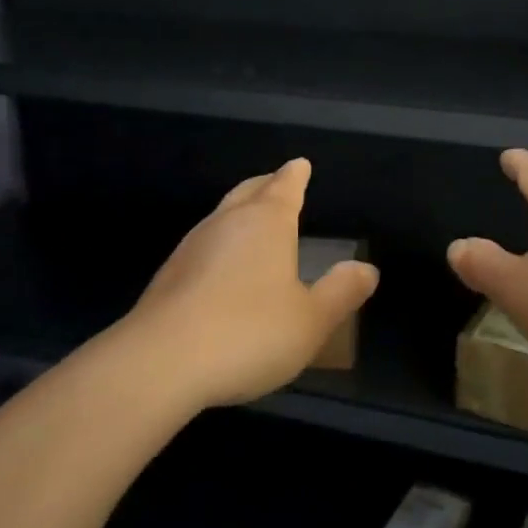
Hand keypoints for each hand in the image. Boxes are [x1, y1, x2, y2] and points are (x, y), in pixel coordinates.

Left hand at [124, 158, 379, 408]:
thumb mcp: (310, 320)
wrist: (160, 363)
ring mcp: (192, 246)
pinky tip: (222, 267)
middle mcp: (227, 223)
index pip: (284, 186)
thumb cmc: (248, 333)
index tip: (300, 164)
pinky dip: (220, 244)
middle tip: (277, 182)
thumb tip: (367, 269)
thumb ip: (341, 292)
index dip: (295, 175)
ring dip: (240, 212)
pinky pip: (204, 245)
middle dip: (266, 185)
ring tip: (252, 220)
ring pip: (222, 216)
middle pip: (249, 191)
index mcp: (266, 223)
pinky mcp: (169, 275)